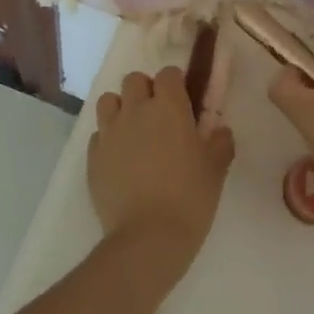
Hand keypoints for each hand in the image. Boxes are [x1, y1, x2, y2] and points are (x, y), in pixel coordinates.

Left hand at [89, 67, 234, 289]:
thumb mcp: (216, 170)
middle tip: (158, 118)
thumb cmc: (189, 199)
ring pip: (109, 101)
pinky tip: (120, 161)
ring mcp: (110, 132)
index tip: (183, 104)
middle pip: (134, 80)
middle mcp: (136, 110)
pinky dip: (108, 140)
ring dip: (121, 109)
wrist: (147, 240)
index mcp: (169, 106)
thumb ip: (220, 142)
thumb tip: (220, 130)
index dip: (175, 85)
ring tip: (133, 133)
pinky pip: (98, 135)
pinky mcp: (92, 157)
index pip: (168, 73)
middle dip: (145, 91)